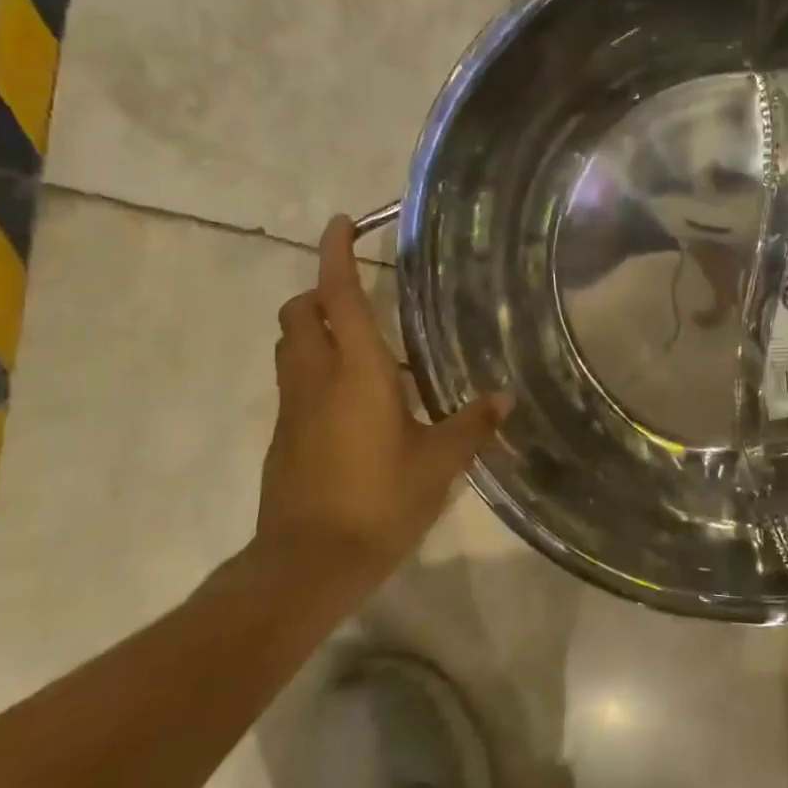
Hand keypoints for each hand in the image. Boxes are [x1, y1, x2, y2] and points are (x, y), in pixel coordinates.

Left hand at [258, 215, 510, 583]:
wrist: (308, 564)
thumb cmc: (379, 500)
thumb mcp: (439, 463)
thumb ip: (472, 425)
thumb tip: (505, 398)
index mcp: (356, 372)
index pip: (338, 296)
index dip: (336, 255)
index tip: (340, 223)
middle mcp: (316, 378)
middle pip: (298, 314)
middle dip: (319, 294)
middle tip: (357, 298)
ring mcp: (292, 408)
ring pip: (289, 347)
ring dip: (312, 331)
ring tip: (359, 347)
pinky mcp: (283, 437)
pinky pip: (294, 384)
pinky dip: (315, 371)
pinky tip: (354, 402)